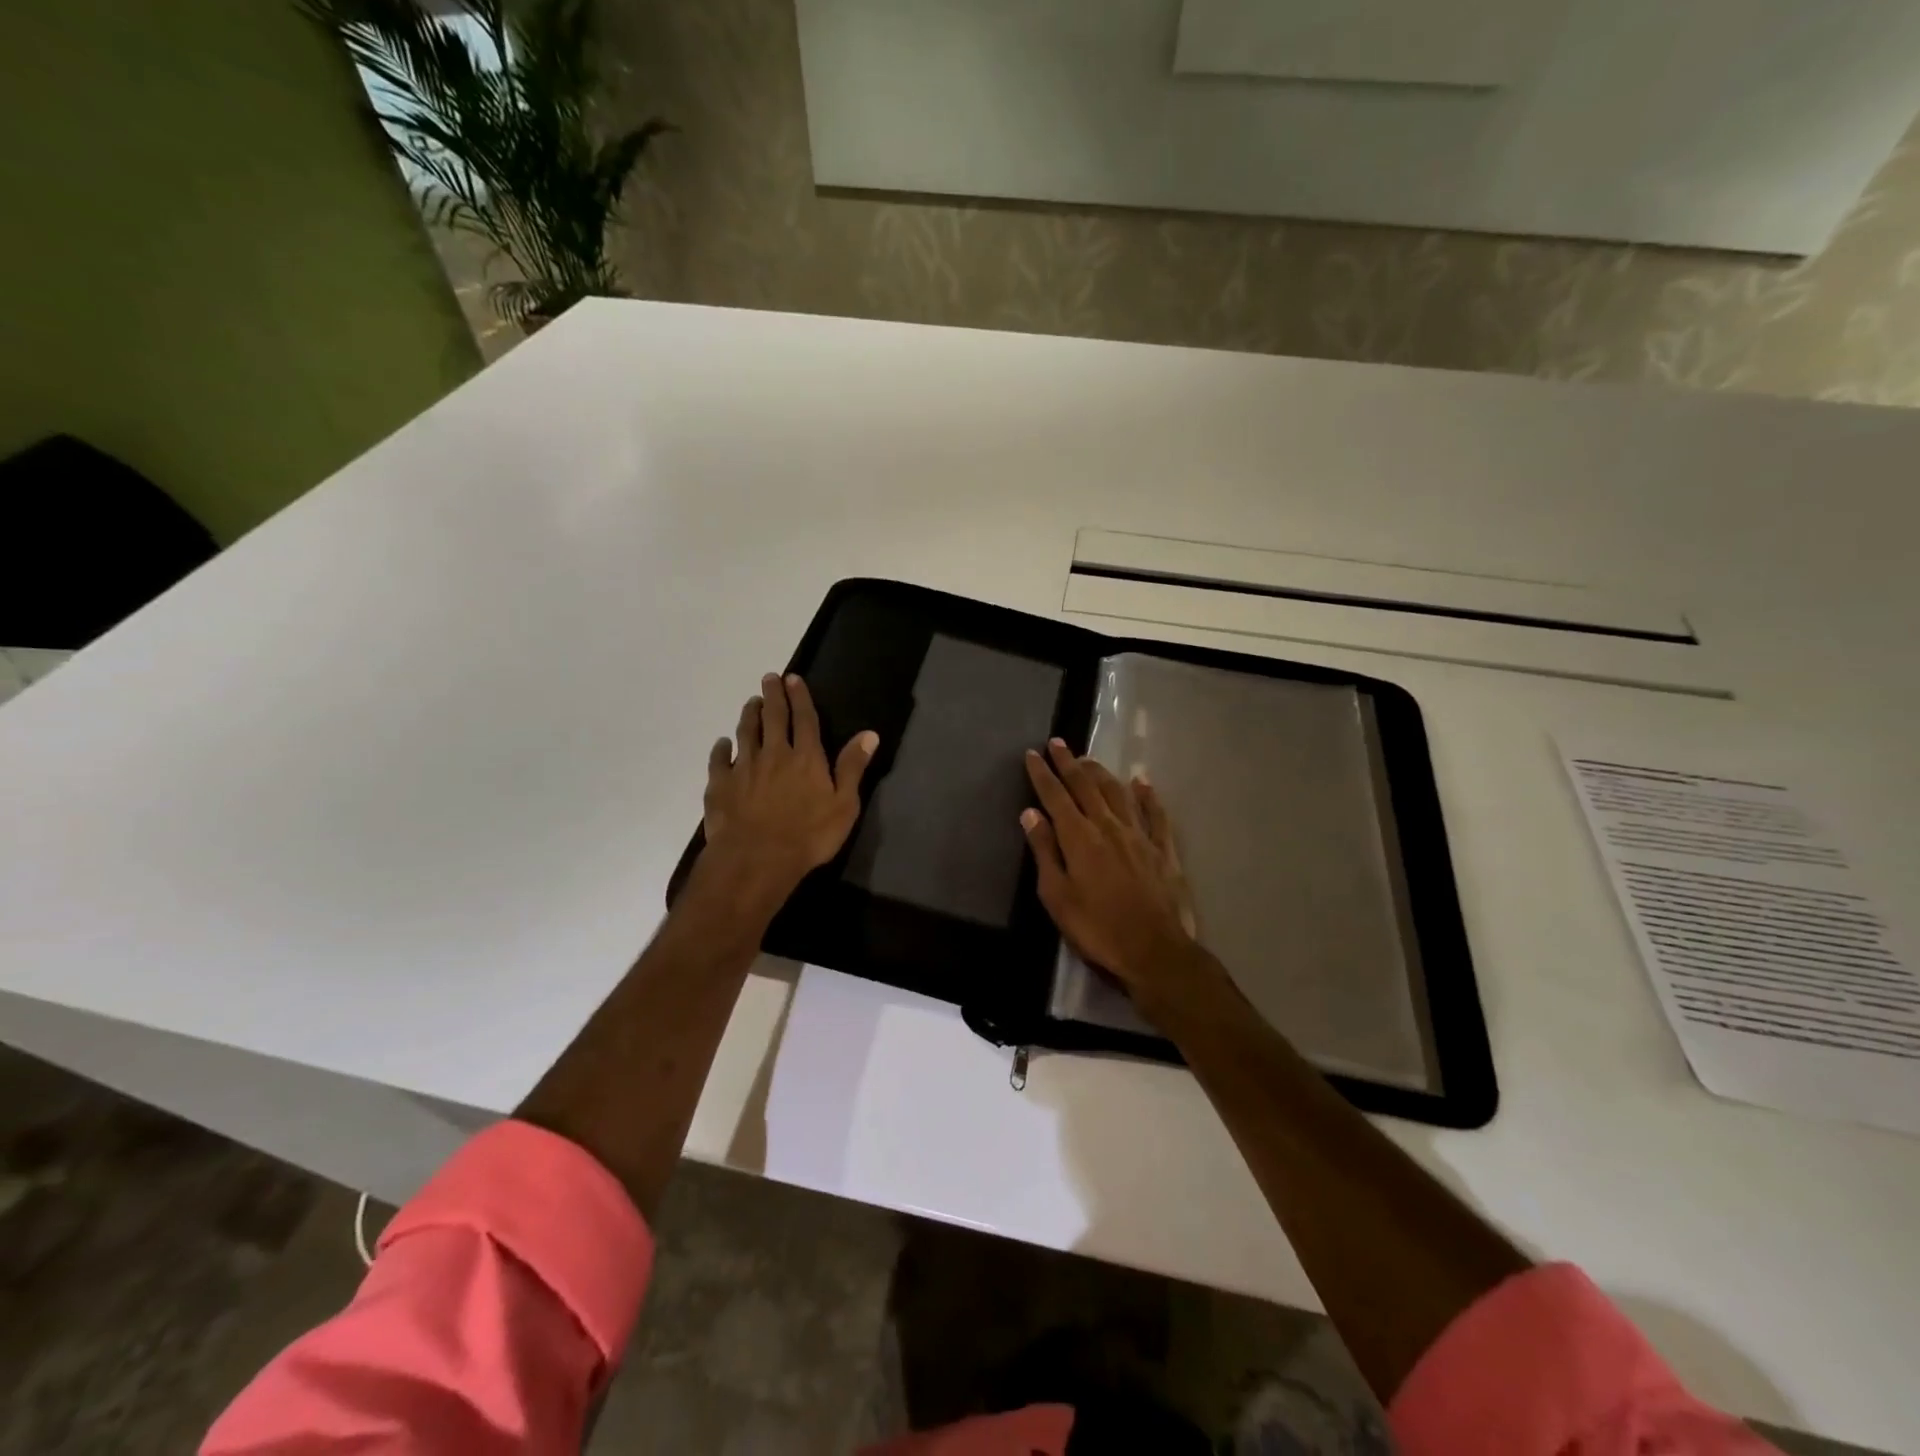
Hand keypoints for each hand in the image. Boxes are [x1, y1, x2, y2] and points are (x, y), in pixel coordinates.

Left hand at [702, 673, 878, 903]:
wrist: (756, 858)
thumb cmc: (808, 835)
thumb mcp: (844, 805)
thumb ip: (853, 768)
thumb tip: (869, 734)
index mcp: (806, 757)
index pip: (804, 719)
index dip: (800, 697)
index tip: (793, 679)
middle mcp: (774, 754)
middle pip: (772, 718)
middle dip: (772, 696)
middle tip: (768, 678)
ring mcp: (744, 768)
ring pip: (745, 733)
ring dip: (749, 715)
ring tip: (751, 703)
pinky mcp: (721, 785)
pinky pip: (719, 760)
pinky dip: (721, 749)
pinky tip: (722, 744)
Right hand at [1021, 740, 1210, 1017]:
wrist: (1154, 951)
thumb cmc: (1097, 929)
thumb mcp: (1057, 896)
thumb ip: (1045, 851)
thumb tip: (1031, 814)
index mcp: (1079, 837)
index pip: (1055, 796)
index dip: (1042, 774)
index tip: (1032, 754)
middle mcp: (1108, 826)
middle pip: (1086, 786)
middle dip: (1069, 763)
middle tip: (1057, 743)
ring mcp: (1139, 835)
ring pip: (1117, 793)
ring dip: (1101, 773)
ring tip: (1088, 759)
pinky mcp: (1163, 849)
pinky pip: (1155, 814)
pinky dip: (1147, 795)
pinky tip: (1142, 782)